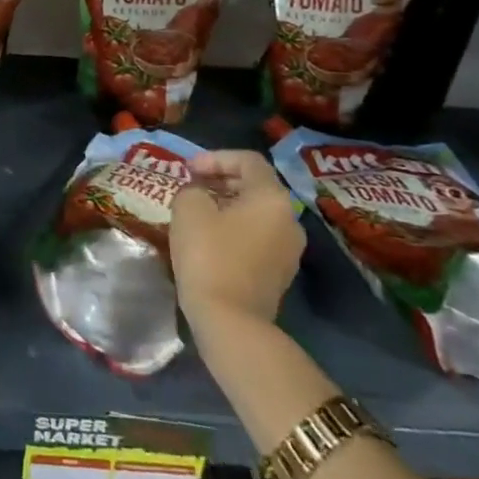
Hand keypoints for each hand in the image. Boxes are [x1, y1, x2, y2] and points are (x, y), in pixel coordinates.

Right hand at [170, 149, 304, 325]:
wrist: (231, 320)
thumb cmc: (209, 255)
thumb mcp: (188, 208)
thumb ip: (193, 188)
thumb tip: (200, 193)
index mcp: (272, 198)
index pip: (248, 160)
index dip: (215, 157)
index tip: (188, 169)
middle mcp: (290, 219)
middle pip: (256, 185)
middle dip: (221, 180)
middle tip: (192, 185)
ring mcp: (289, 249)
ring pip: (257, 213)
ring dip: (228, 205)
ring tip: (198, 210)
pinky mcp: (280, 273)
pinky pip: (258, 236)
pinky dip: (235, 228)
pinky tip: (210, 238)